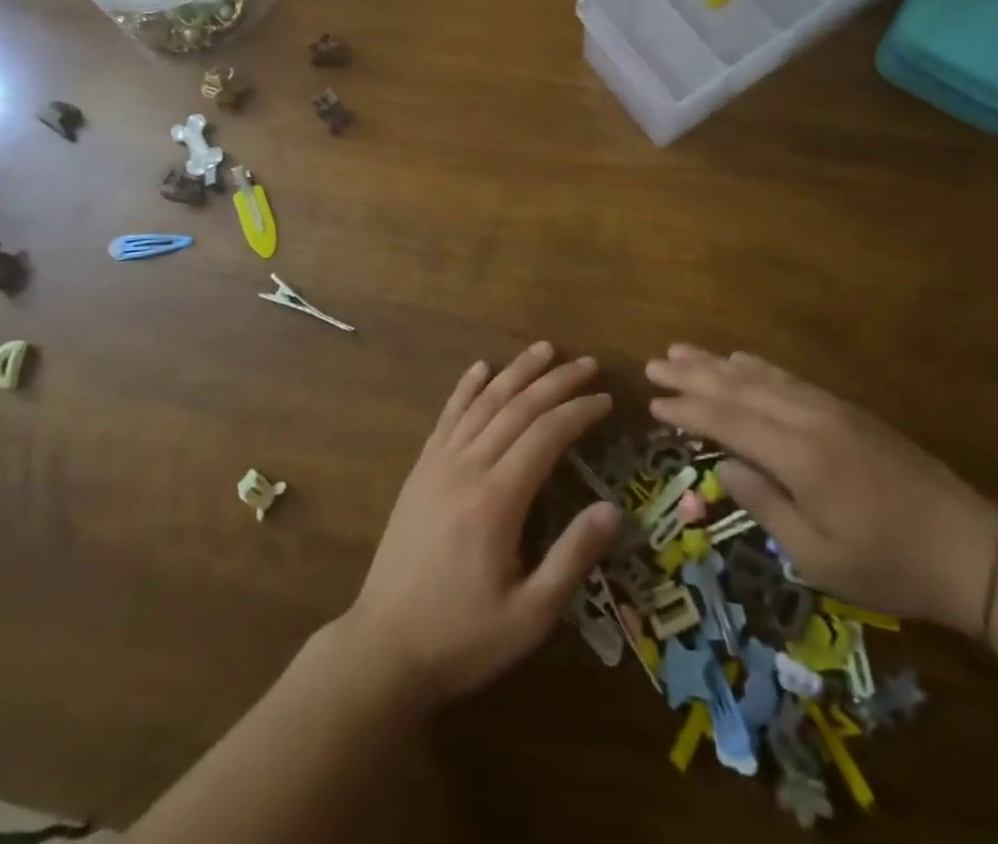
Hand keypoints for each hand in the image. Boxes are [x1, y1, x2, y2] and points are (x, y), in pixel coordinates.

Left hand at [341, 341, 622, 708]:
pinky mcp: (420, 470)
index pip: (546, 434)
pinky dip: (466, 387)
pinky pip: (447, 416)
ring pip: (483, 402)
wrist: (384, 648)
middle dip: (556, 381)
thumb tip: (614, 509)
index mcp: (496, 499)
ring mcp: (438, 464)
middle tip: (587, 363)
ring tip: (544, 349)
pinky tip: (480, 368)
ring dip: (516, 372)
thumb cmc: (462, 637)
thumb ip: (572, 558)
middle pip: (517, 407)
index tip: (605, 399)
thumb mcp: (529, 616)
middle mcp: (467, 467)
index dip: (578, 411)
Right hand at [647, 345, 997, 631]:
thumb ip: (764, 505)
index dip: (687, 410)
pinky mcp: (845, 409)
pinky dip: (756, 366)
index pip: (727, 421)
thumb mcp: (818, 557)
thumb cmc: (888, 565)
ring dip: (717, 363)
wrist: (969, 548)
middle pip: (737, 387)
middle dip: (692, 375)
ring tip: (682, 350)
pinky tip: (739, 359)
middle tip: (654, 362)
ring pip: (760, 376)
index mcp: (796, 455)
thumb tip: (723, 466)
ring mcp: (828, 408)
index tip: (653, 402)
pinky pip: (787, 378)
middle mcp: (806, 419)